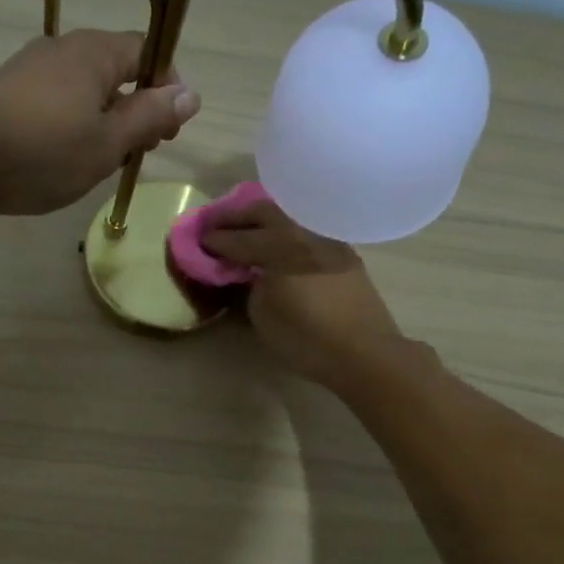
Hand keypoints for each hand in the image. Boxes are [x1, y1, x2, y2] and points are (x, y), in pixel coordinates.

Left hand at [0, 29, 200, 216]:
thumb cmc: (42, 153)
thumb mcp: (107, 143)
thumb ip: (150, 117)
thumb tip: (191, 94)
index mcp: (94, 52)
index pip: (147, 52)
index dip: (166, 88)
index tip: (166, 131)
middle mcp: (63, 47)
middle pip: (116, 69)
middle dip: (136, 107)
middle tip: (137, 152)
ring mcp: (30, 66)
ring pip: (85, 87)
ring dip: (104, 119)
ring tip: (101, 160)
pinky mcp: (7, 90)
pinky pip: (56, 98)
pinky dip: (73, 121)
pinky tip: (63, 155)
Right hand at [200, 201, 407, 388]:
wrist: (365, 352)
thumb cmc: (308, 338)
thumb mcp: (263, 315)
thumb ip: (251, 286)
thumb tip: (249, 272)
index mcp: (280, 247)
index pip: (239, 238)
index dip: (215, 240)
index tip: (198, 240)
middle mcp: (304, 233)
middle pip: (265, 212)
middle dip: (236, 216)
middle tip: (215, 224)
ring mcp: (327, 239)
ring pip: (289, 217)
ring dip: (263, 219)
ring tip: (245, 229)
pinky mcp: (342, 252)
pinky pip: (305, 229)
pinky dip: (284, 231)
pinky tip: (276, 244)